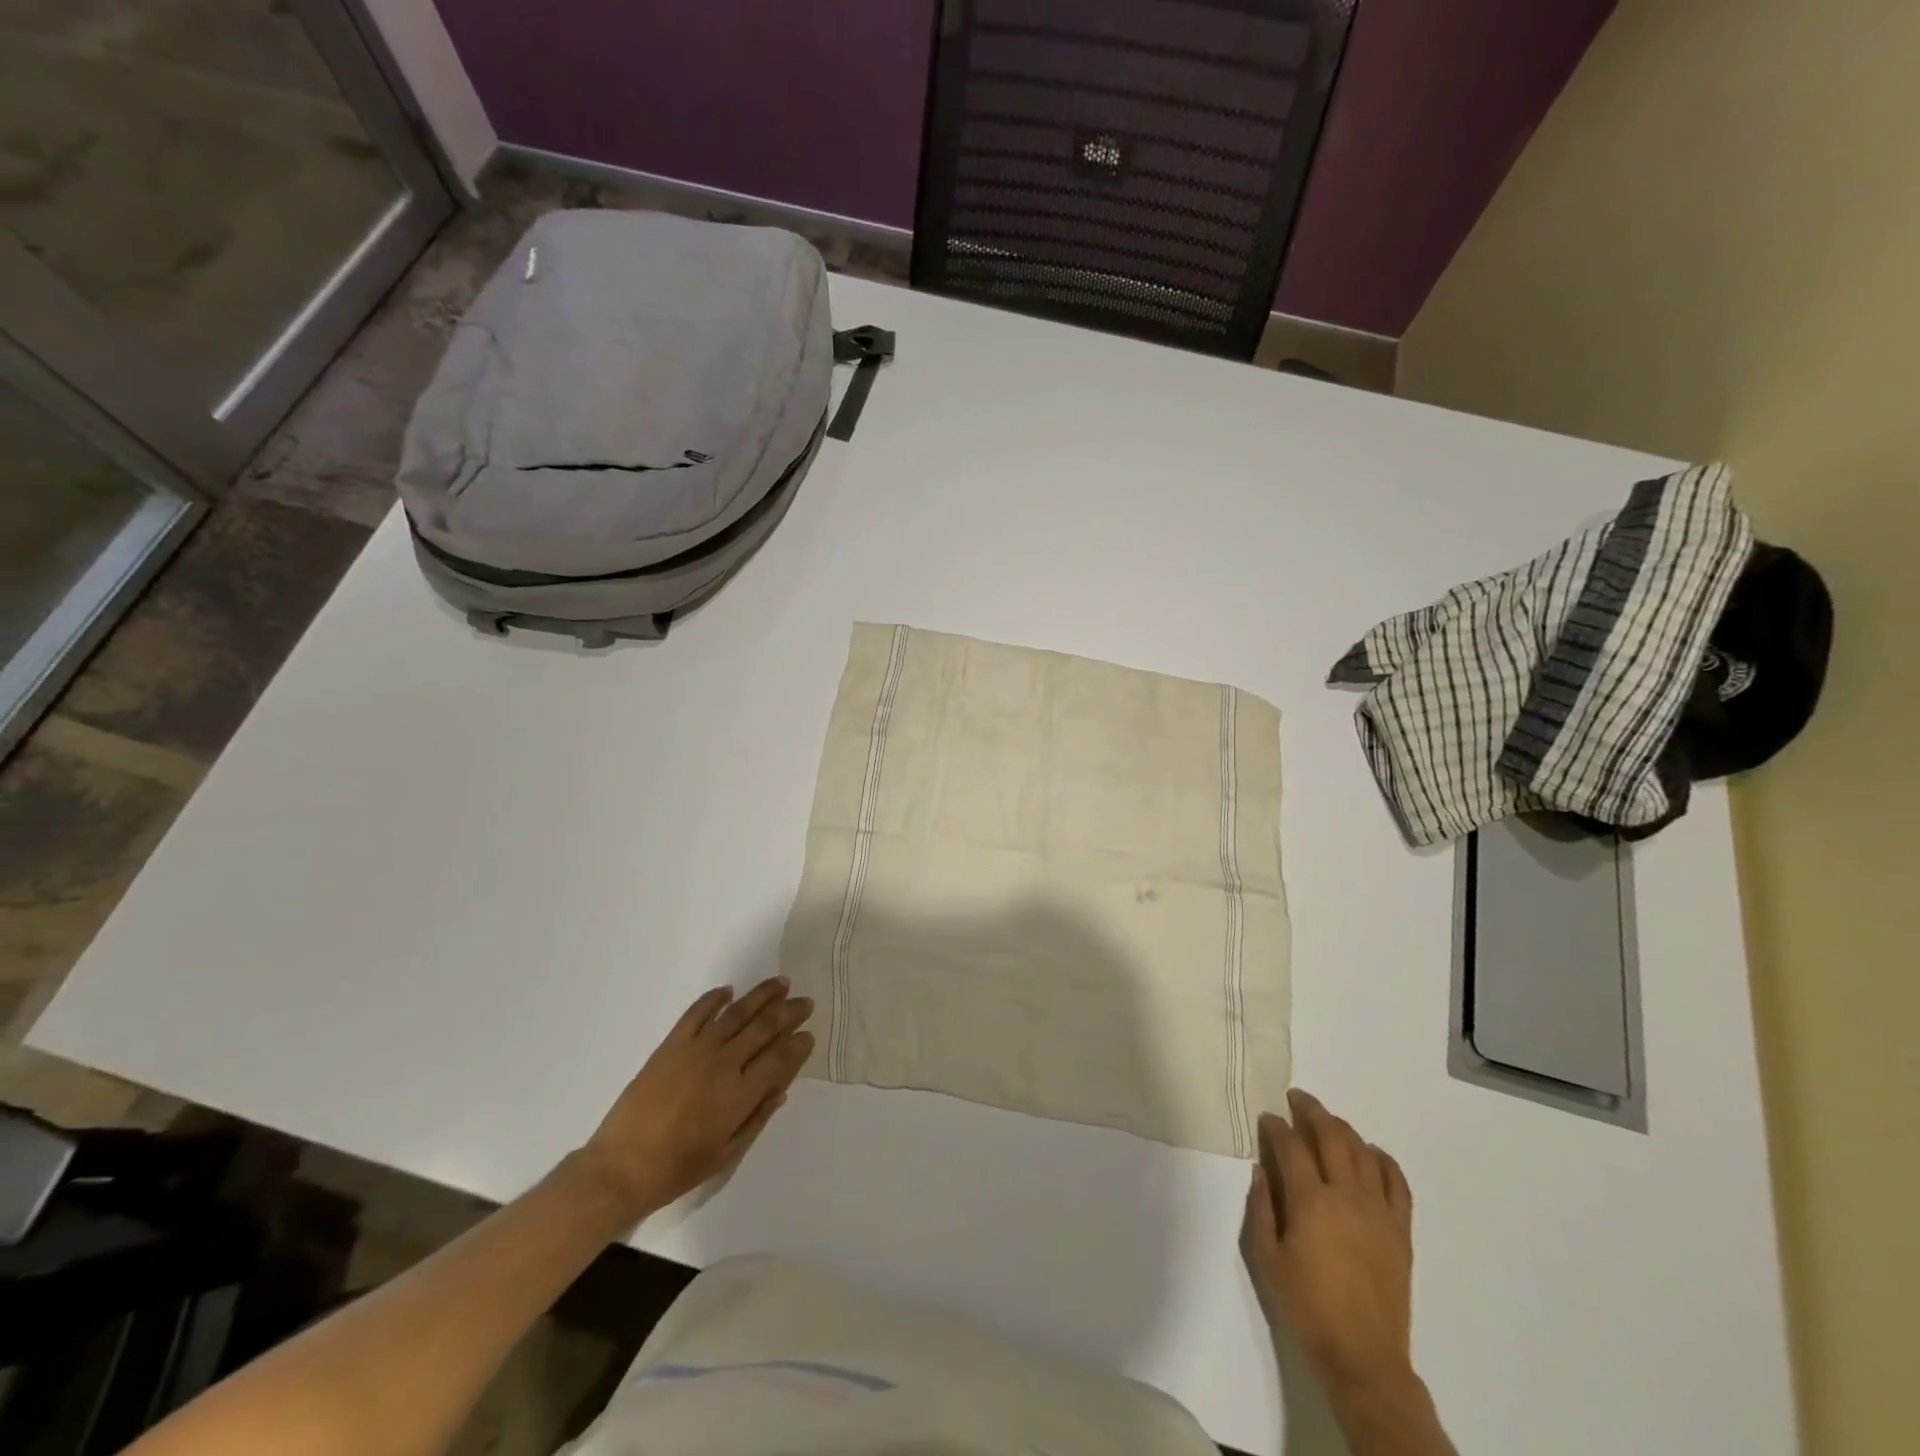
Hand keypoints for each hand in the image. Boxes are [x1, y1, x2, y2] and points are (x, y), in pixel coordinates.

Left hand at [576, 977, 813, 1224]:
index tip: (809, 1035)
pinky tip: (728, 991)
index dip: (798, 1045)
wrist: (620, 1167)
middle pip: (764, 1027)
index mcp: (739, 1095)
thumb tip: (781, 1090)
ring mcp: (696, 1049)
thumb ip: (756, 1119)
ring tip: (780, 983)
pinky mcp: (671, 1044)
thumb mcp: (726, 1155)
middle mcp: (723, 1064)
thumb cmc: (677, 1168)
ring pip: (737, 1013)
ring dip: (761, 995)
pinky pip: (697, 1013)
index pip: (780, 1059)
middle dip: (789, 1012)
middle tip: (805, 1001)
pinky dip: (714, 998)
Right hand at [1241, 1089, 1414, 1396]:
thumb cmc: (1307, 1308)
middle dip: (1311, 1111)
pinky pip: (1397, 1183)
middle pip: (1331, 1136)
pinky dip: (1384, 1160)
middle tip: (1296, 1098)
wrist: (1363, 1358)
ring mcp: (1378, 1212)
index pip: (1291, 1146)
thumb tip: (1262, 1170)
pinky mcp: (1400, 1231)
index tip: (1266, 1117)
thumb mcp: (1268, 1259)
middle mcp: (1346, 1196)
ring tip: (1328, 1121)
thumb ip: (1262, 1209)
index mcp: (1311, 1202)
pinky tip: (1371, 1153)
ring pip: (1363, 1152)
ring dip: (1343, 1129)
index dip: (1276, 1126)